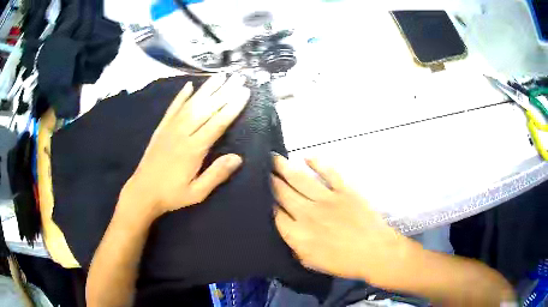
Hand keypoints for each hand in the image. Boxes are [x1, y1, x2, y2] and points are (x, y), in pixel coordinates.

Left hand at [122, 74, 249, 218]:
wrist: (142, 192)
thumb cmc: (171, 195)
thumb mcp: (197, 193)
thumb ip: (216, 175)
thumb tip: (238, 158)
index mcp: (194, 149)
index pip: (217, 123)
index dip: (232, 106)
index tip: (244, 92)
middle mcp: (182, 133)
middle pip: (206, 108)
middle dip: (225, 91)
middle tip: (238, 77)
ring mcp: (170, 128)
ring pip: (191, 104)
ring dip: (207, 88)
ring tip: (220, 75)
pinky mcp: (161, 128)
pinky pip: (172, 108)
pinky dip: (181, 96)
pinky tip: (189, 85)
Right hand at [272, 154, 415, 283]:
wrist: (374, 252)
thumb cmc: (343, 262)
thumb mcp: (311, 262)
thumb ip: (294, 245)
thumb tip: (285, 228)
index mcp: (298, 234)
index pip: (275, 214)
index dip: (266, 203)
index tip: (259, 193)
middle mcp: (307, 213)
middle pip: (283, 193)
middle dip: (270, 180)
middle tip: (261, 169)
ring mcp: (327, 199)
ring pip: (300, 179)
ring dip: (284, 167)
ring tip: (273, 157)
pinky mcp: (344, 190)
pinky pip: (328, 172)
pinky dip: (317, 163)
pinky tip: (306, 157)